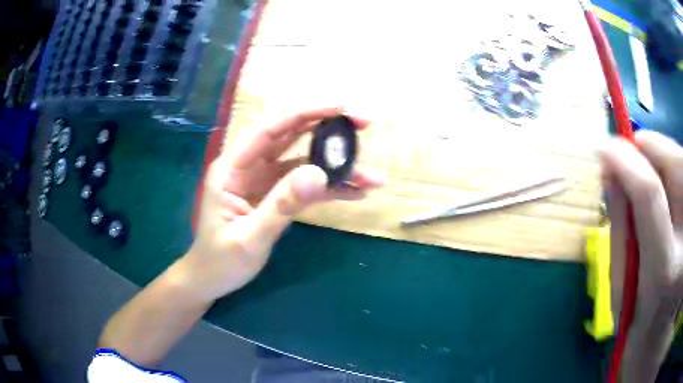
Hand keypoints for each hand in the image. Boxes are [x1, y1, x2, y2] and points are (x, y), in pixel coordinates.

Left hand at [184, 107, 384, 301]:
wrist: (212, 280)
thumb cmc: (221, 261)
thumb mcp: (249, 237)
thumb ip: (281, 205)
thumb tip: (319, 174)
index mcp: (232, 168)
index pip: (270, 129)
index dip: (304, 113)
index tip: (340, 107)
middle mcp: (249, 167)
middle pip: (291, 137)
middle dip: (328, 130)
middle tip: (364, 124)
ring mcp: (264, 182)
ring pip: (304, 163)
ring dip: (337, 167)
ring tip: (372, 176)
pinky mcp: (276, 197)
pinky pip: (305, 187)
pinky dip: (330, 189)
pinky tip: (355, 193)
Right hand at [602, 131, 682, 381]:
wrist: (656, 346)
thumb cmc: (639, 331)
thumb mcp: (623, 294)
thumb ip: (621, 232)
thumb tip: (612, 177)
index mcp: (665, 276)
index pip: (650, 196)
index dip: (626, 161)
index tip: (606, 149)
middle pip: (678, 166)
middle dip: (652, 153)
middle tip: (635, 162)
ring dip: (666, 163)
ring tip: (656, 188)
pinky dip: (676, 176)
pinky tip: (672, 199)